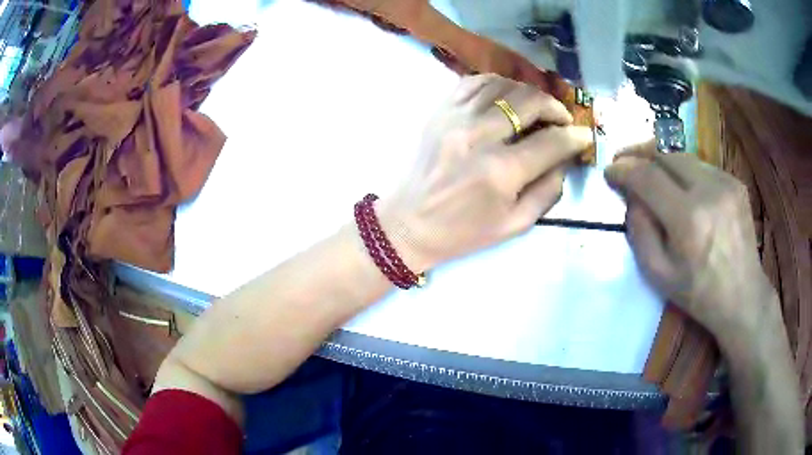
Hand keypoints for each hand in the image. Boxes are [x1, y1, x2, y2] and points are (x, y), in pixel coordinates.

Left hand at [379, 74, 593, 270]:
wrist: (409, 224)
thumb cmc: (464, 232)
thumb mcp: (515, 224)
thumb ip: (548, 190)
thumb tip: (565, 158)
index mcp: (500, 172)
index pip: (552, 142)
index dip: (575, 137)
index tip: (583, 136)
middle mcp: (479, 136)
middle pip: (530, 102)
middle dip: (555, 108)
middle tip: (562, 119)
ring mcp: (455, 118)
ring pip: (504, 85)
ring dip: (528, 93)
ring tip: (536, 108)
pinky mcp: (440, 111)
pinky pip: (474, 82)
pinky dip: (497, 83)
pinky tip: (506, 97)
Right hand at [604, 143, 772, 340]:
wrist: (743, 296)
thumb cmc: (699, 294)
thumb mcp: (659, 275)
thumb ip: (640, 232)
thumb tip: (632, 198)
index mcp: (688, 219)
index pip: (648, 177)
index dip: (624, 169)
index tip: (609, 172)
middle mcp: (709, 191)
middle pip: (666, 152)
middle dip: (639, 151)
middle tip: (624, 160)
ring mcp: (725, 182)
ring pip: (683, 155)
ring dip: (661, 159)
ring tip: (651, 171)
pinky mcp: (735, 182)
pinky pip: (701, 166)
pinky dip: (684, 171)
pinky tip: (682, 188)